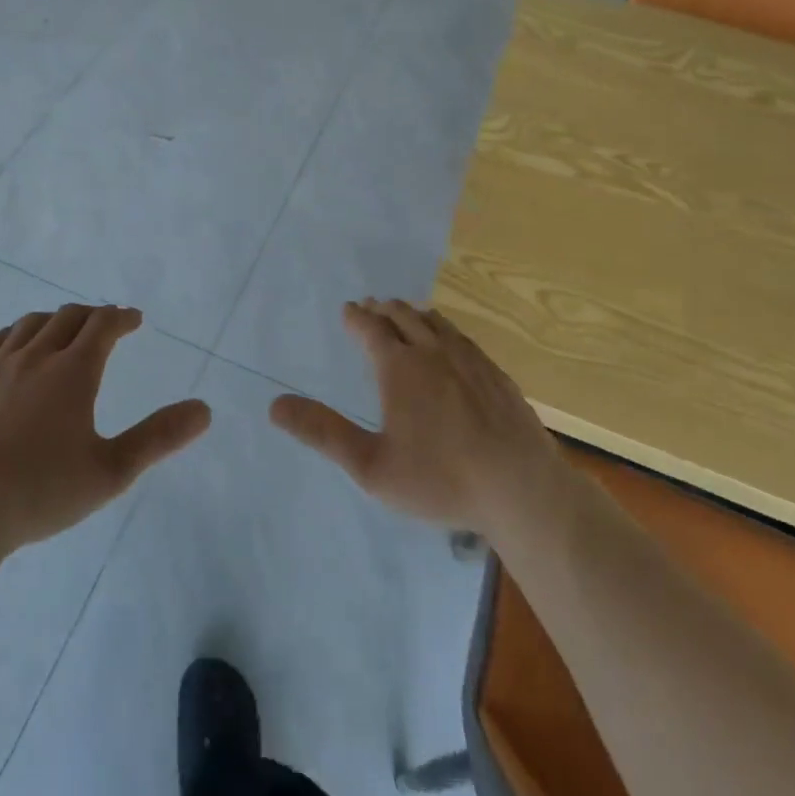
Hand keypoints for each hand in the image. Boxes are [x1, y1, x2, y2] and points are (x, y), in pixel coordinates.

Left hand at [0, 305, 210, 553]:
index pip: (103, 325)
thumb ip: (159, 438)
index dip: (121, 317)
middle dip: (91, 316)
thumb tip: (204, 410)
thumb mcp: (111, 471)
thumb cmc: (41, 492)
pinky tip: (13, 347)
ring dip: (54, 321)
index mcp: (73, 371)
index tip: (133, 320)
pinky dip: (13, 334)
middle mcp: (35, 356)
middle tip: (104, 325)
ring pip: (29, 325)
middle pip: (67, 317)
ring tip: (63, 332)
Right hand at [269, 298, 558, 534]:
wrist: (521, 488)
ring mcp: (469, 359)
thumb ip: (323, 433)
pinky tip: (450, 343)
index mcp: (399, 367)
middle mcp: (433, 351)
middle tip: (371, 307)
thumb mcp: (371, 466)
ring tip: (405, 315)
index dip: (355, 317)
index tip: (348, 309)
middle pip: (403, 317)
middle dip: (383, 310)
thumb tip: (274, 405)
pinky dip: (444, 329)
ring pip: (435, 322)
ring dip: (413, 314)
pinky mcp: (495, 373)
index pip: (370, 329)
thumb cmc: (440, 478)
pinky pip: (462, 337)